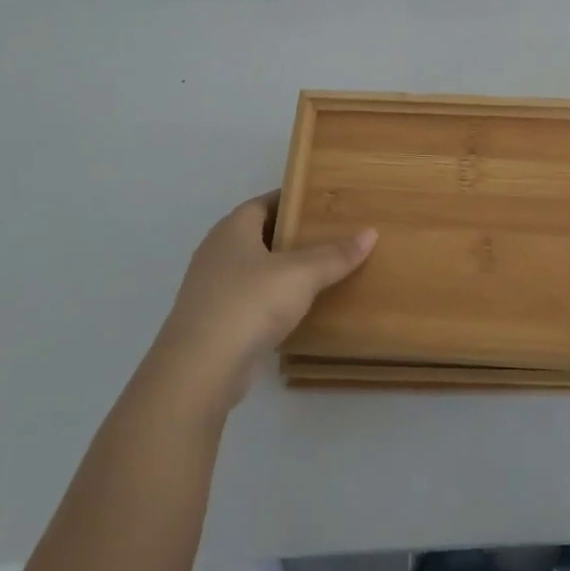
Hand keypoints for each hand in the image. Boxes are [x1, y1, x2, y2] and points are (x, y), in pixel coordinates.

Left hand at [150, 194, 375, 414]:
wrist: (199, 370)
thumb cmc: (249, 304)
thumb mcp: (301, 275)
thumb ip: (335, 255)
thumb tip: (370, 232)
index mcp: (232, 229)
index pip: (264, 202)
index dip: (293, 200)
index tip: (323, 204)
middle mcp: (216, 252)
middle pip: (259, 234)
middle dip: (291, 235)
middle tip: (331, 235)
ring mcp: (211, 288)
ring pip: (253, 268)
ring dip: (281, 269)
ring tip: (320, 270)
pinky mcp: (212, 321)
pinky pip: (249, 299)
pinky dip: (271, 298)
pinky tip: (296, 308)